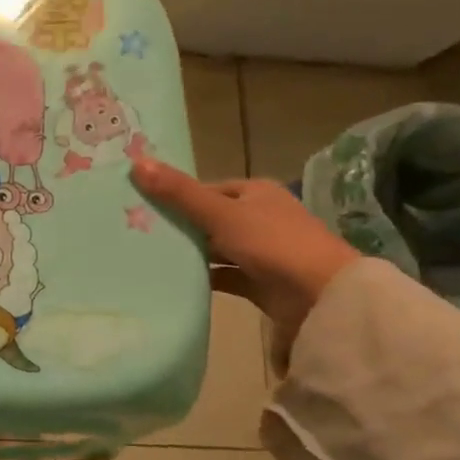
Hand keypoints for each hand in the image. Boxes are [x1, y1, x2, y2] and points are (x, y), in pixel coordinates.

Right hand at [131, 157, 362, 358]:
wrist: (322, 297)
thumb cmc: (273, 243)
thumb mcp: (220, 214)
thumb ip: (179, 193)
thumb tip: (136, 162)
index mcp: (255, 193)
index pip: (206, 190)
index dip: (176, 196)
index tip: (141, 208)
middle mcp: (260, 218)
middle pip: (209, 219)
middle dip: (179, 226)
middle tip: (137, 234)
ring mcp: (262, 252)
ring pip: (216, 248)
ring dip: (190, 254)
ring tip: (149, 257)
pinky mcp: (261, 282)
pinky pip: (224, 276)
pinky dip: (204, 278)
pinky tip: (176, 281)